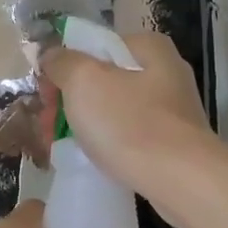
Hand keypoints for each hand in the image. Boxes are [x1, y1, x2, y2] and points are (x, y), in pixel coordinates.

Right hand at [37, 31, 225, 226]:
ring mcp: (171, 110)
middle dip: (69, 100)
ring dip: (83, 123)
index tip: (45, 95)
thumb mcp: (84, 81)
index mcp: (148, 47)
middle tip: (47, 124)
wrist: (182, 182)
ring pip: (112, 108)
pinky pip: (128, 134)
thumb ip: (62, 62)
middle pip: (102, 78)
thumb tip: (51, 55)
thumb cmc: (130, 123)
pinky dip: (106, 143)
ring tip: (60, 145)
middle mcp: (165, 72)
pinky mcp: (172, 143)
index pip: (93, 46)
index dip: (63, 67)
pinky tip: (90, 158)